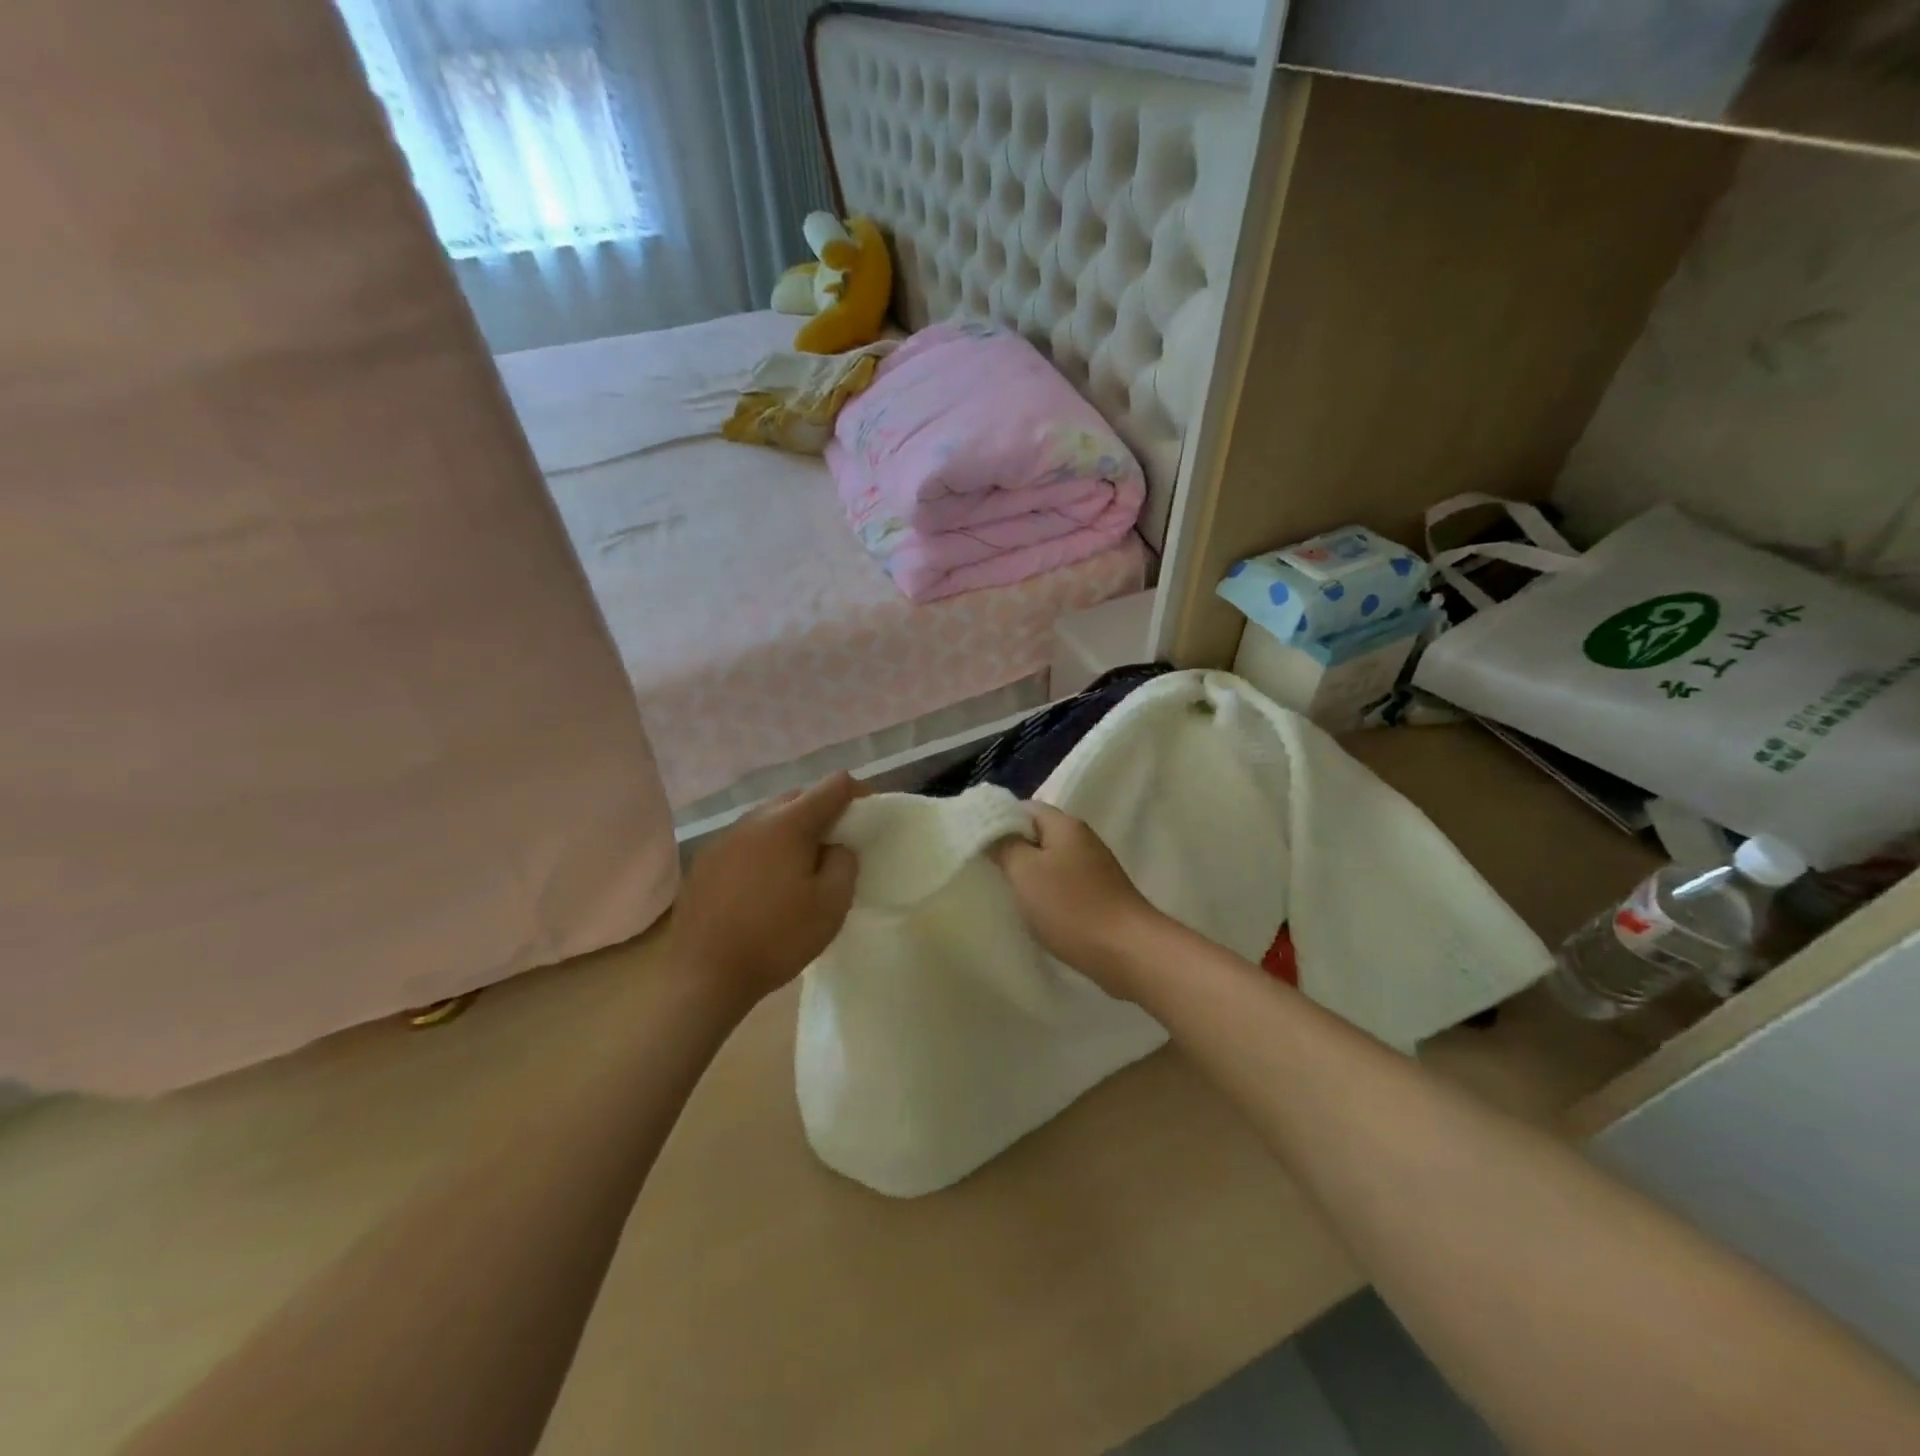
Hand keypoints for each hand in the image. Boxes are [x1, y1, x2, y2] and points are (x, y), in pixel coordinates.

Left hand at [670, 773, 861, 1010]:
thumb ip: (844, 863)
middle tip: (838, 843)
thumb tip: (836, 847)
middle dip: (824, 810)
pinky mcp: (706, 860)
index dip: (858, 793)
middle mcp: (755, 819)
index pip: (834, 785)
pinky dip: (766, 847)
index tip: (869, 817)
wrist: (703, 973)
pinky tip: (767, 881)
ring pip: (770, 817)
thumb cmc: (776, 937)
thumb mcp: (831, 904)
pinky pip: (747, 839)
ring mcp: (726, 837)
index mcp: (789, 823)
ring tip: (802, 863)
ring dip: (792, 828)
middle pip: (799, 796)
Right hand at [993, 804, 1165, 994]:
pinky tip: (1033, 911)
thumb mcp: (1026, 872)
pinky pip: (1063, 885)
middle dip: (1011, 848)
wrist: (1128, 952)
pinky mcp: (1100, 895)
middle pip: (1038, 834)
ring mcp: (1094, 868)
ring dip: (1028, 874)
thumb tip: (993, 831)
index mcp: (1065, 825)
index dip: (998, 820)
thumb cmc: (1072, 907)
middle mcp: (1082, 839)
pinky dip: (1046, 893)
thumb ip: (1005, 846)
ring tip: (1003, 891)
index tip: (975, 840)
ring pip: (1050, 861)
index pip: (1025, 808)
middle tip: (984, 867)